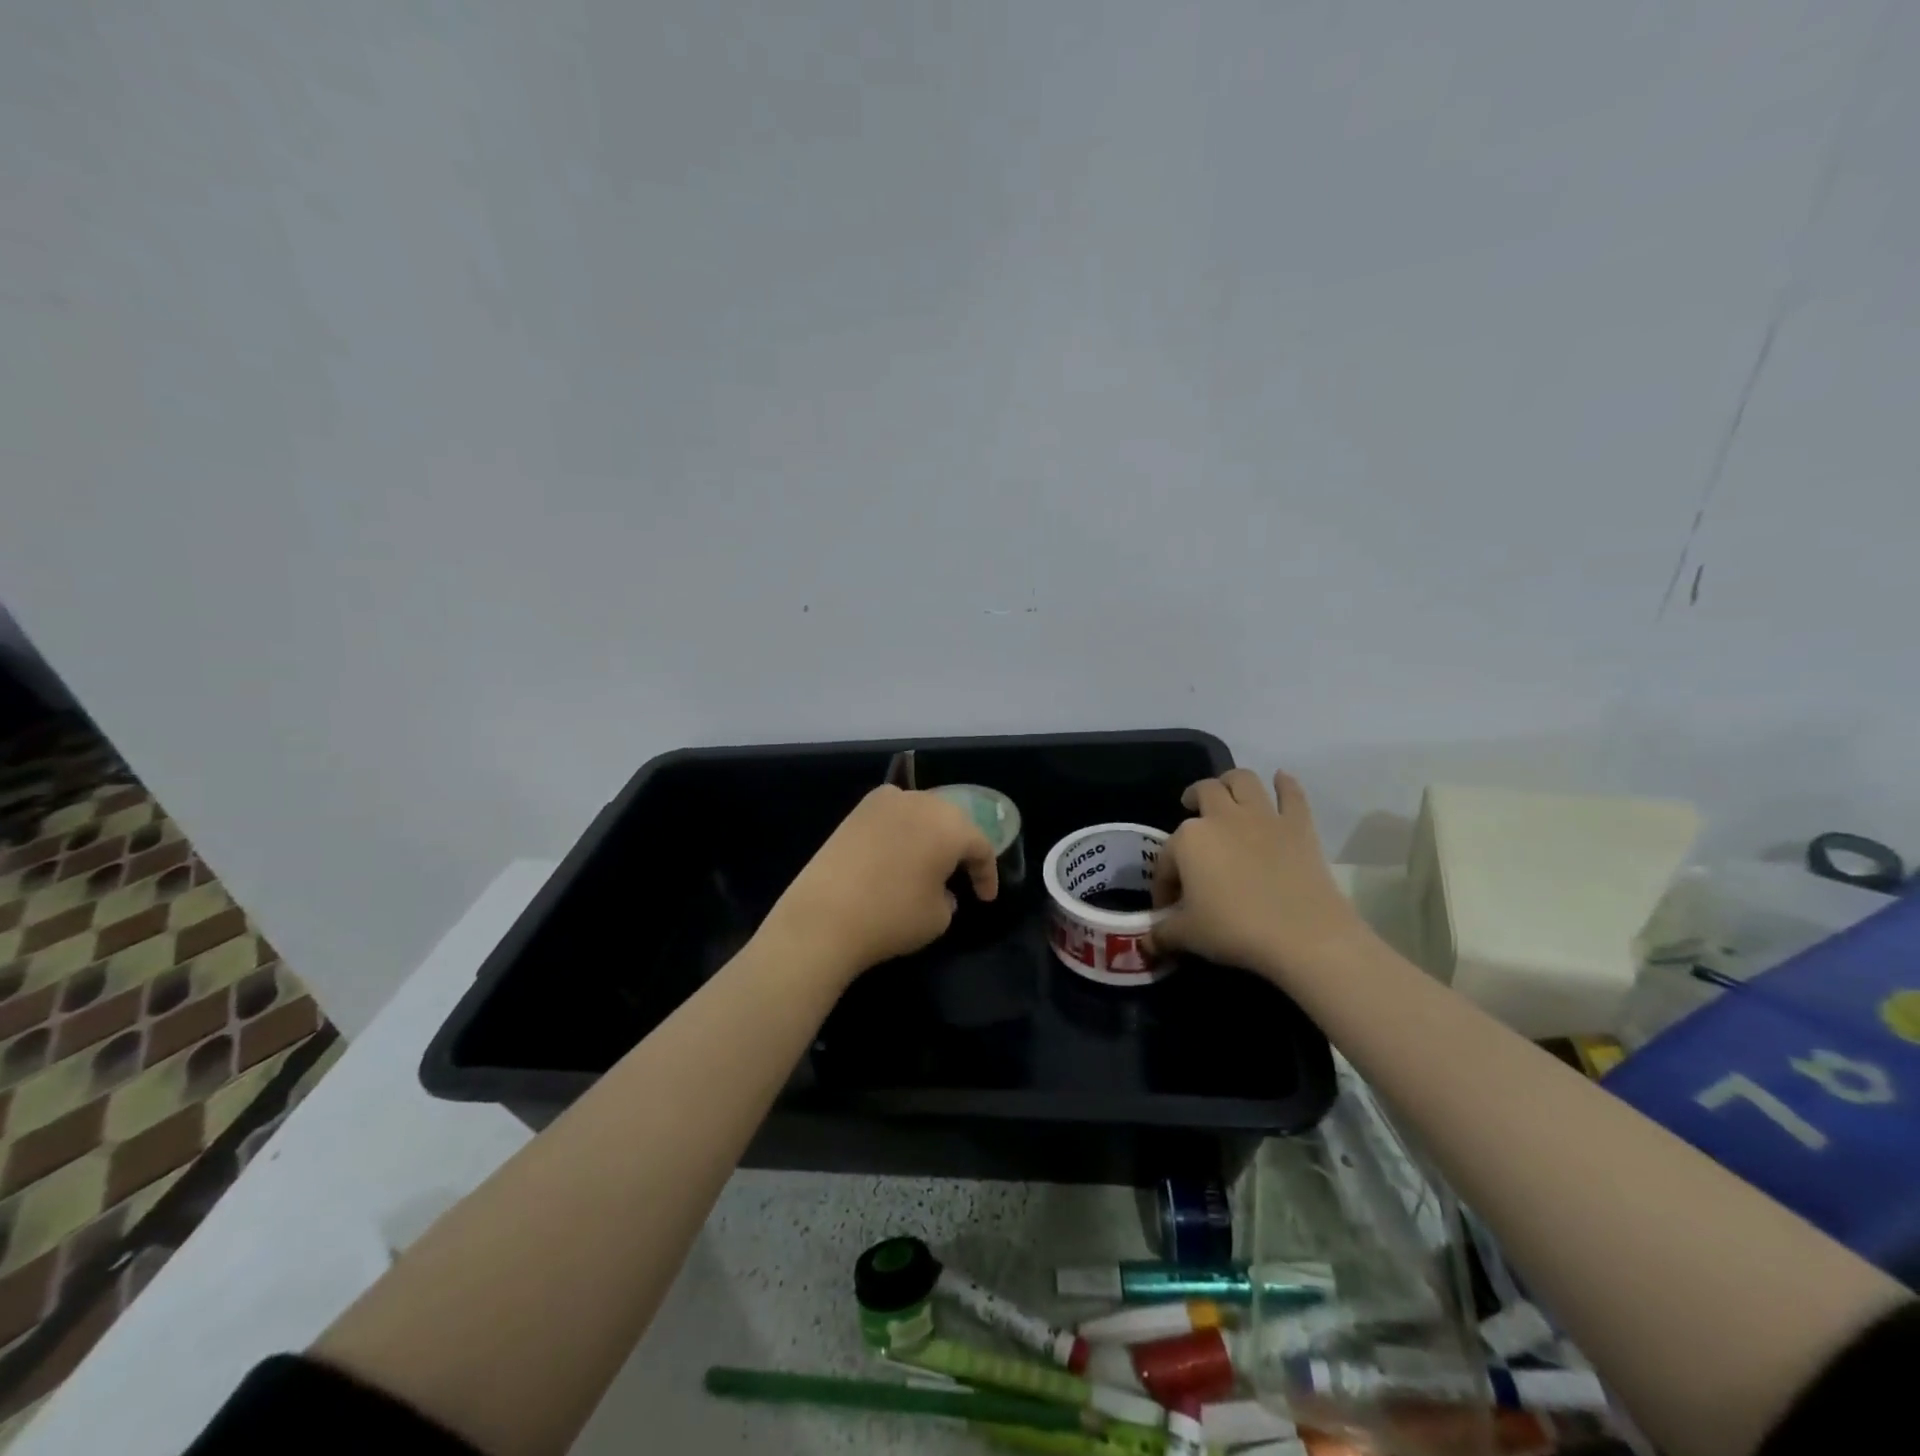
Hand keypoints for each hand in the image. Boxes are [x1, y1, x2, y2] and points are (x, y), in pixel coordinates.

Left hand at [762, 786, 997, 980]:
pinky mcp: (856, 811)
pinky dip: (901, 830)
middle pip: (951, 821)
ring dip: (930, 834)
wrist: (823, 917)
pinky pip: (892, 814)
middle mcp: (920, 802)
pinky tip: (897, 852)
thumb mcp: (939, 917)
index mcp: (950, 825)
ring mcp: (884, 802)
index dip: (986, 874)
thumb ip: (949, 897)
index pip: (980, 846)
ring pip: (921, 812)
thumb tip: (938, 888)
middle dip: (960, 847)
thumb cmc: (892, 917)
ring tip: (930, 861)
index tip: (985, 898)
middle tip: (962, 874)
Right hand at [1147, 768, 1367, 983]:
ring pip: (1242, 780)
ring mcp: (1263, 817)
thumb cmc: (1236, 931)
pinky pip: (1292, 794)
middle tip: (1191, 812)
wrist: (1304, 936)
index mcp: (1189, 840)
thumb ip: (1163, 933)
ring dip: (1231, 782)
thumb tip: (1148, 942)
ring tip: (1227, 793)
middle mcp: (1222, 817)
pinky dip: (1285, 785)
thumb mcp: (1188, 936)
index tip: (1169, 907)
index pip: (1167, 858)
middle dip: (1193, 799)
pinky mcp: (1298, 825)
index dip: (1164, 883)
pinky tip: (1281, 780)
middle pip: (1203, 792)